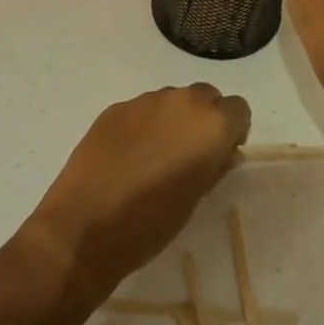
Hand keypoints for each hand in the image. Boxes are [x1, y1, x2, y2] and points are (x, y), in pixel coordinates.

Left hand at [22, 85, 250, 303]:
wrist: (85, 227)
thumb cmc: (151, 223)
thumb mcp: (196, 200)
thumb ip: (215, 167)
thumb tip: (225, 152)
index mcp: (210, 124)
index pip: (238, 109)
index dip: (232, 131)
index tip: (219, 156)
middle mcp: (182, 101)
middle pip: (206, 97)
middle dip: (203, 120)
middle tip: (190, 156)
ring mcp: (146, 100)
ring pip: (173, 100)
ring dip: (173, 120)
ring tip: (155, 157)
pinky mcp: (116, 107)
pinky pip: (142, 109)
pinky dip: (144, 125)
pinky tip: (128, 156)